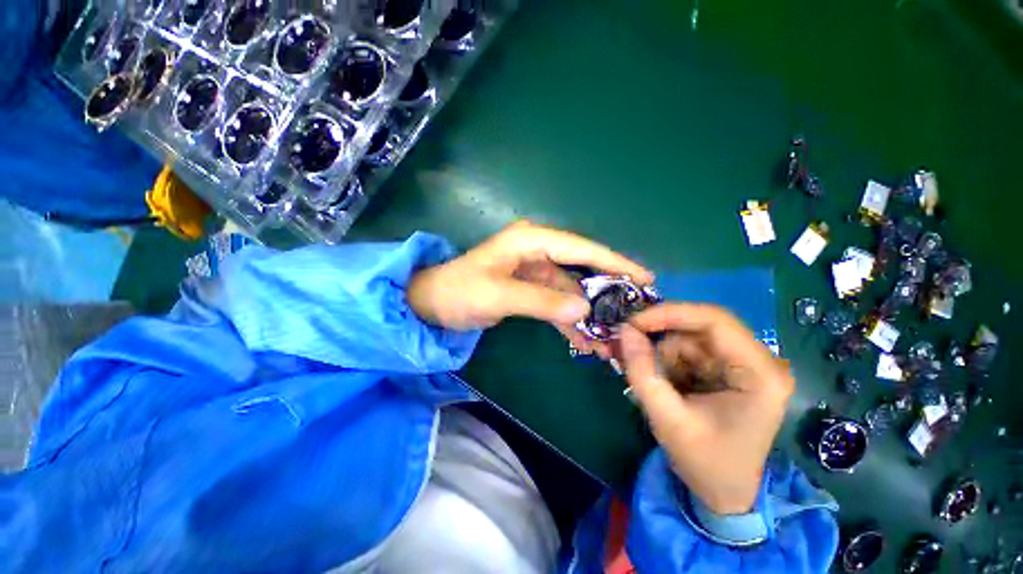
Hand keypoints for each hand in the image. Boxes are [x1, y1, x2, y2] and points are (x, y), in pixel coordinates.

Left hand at [408, 221, 651, 355]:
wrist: (432, 303)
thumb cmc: (459, 292)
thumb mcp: (498, 295)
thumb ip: (541, 301)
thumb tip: (584, 310)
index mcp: (531, 240)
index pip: (581, 248)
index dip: (615, 262)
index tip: (644, 278)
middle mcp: (538, 251)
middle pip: (582, 270)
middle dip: (606, 293)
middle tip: (634, 314)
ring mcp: (535, 271)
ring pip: (571, 292)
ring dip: (589, 315)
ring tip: (612, 339)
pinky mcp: (530, 289)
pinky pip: (557, 303)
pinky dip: (570, 322)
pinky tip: (585, 342)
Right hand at [616, 304, 792, 514]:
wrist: (725, 493)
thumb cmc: (705, 462)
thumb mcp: (667, 418)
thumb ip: (642, 371)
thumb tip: (624, 330)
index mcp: (760, 374)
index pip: (715, 321)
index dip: (669, 314)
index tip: (633, 322)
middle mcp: (758, 361)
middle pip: (699, 328)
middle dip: (660, 336)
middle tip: (628, 345)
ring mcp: (742, 364)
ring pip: (688, 338)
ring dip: (661, 353)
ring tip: (645, 378)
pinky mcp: (726, 369)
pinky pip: (687, 350)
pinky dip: (665, 360)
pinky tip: (658, 381)